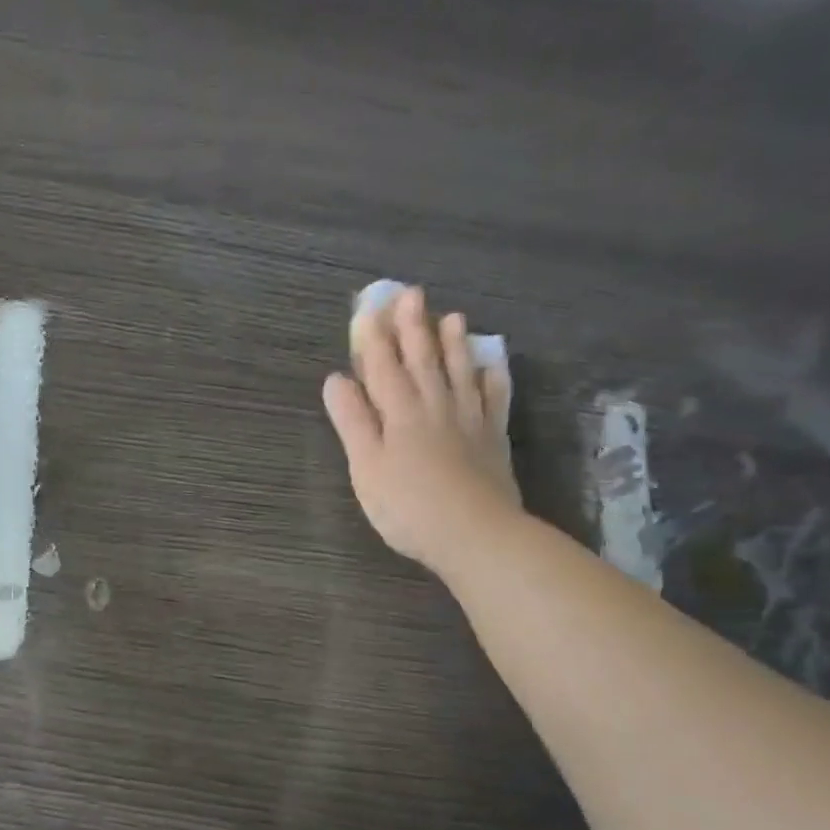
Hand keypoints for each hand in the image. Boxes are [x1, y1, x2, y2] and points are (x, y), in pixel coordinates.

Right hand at [322, 283, 520, 572]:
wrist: (476, 535)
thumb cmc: (408, 506)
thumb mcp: (366, 467)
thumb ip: (353, 421)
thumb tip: (336, 379)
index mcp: (400, 413)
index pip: (383, 367)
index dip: (373, 338)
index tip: (368, 309)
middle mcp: (435, 406)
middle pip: (423, 360)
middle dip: (413, 327)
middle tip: (412, 294)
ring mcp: (469, 421)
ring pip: (459, 373)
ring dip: (453, 344)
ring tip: (452, 317)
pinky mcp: (493, 440)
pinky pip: (494, 400)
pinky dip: (492, 380)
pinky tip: (492, 366)